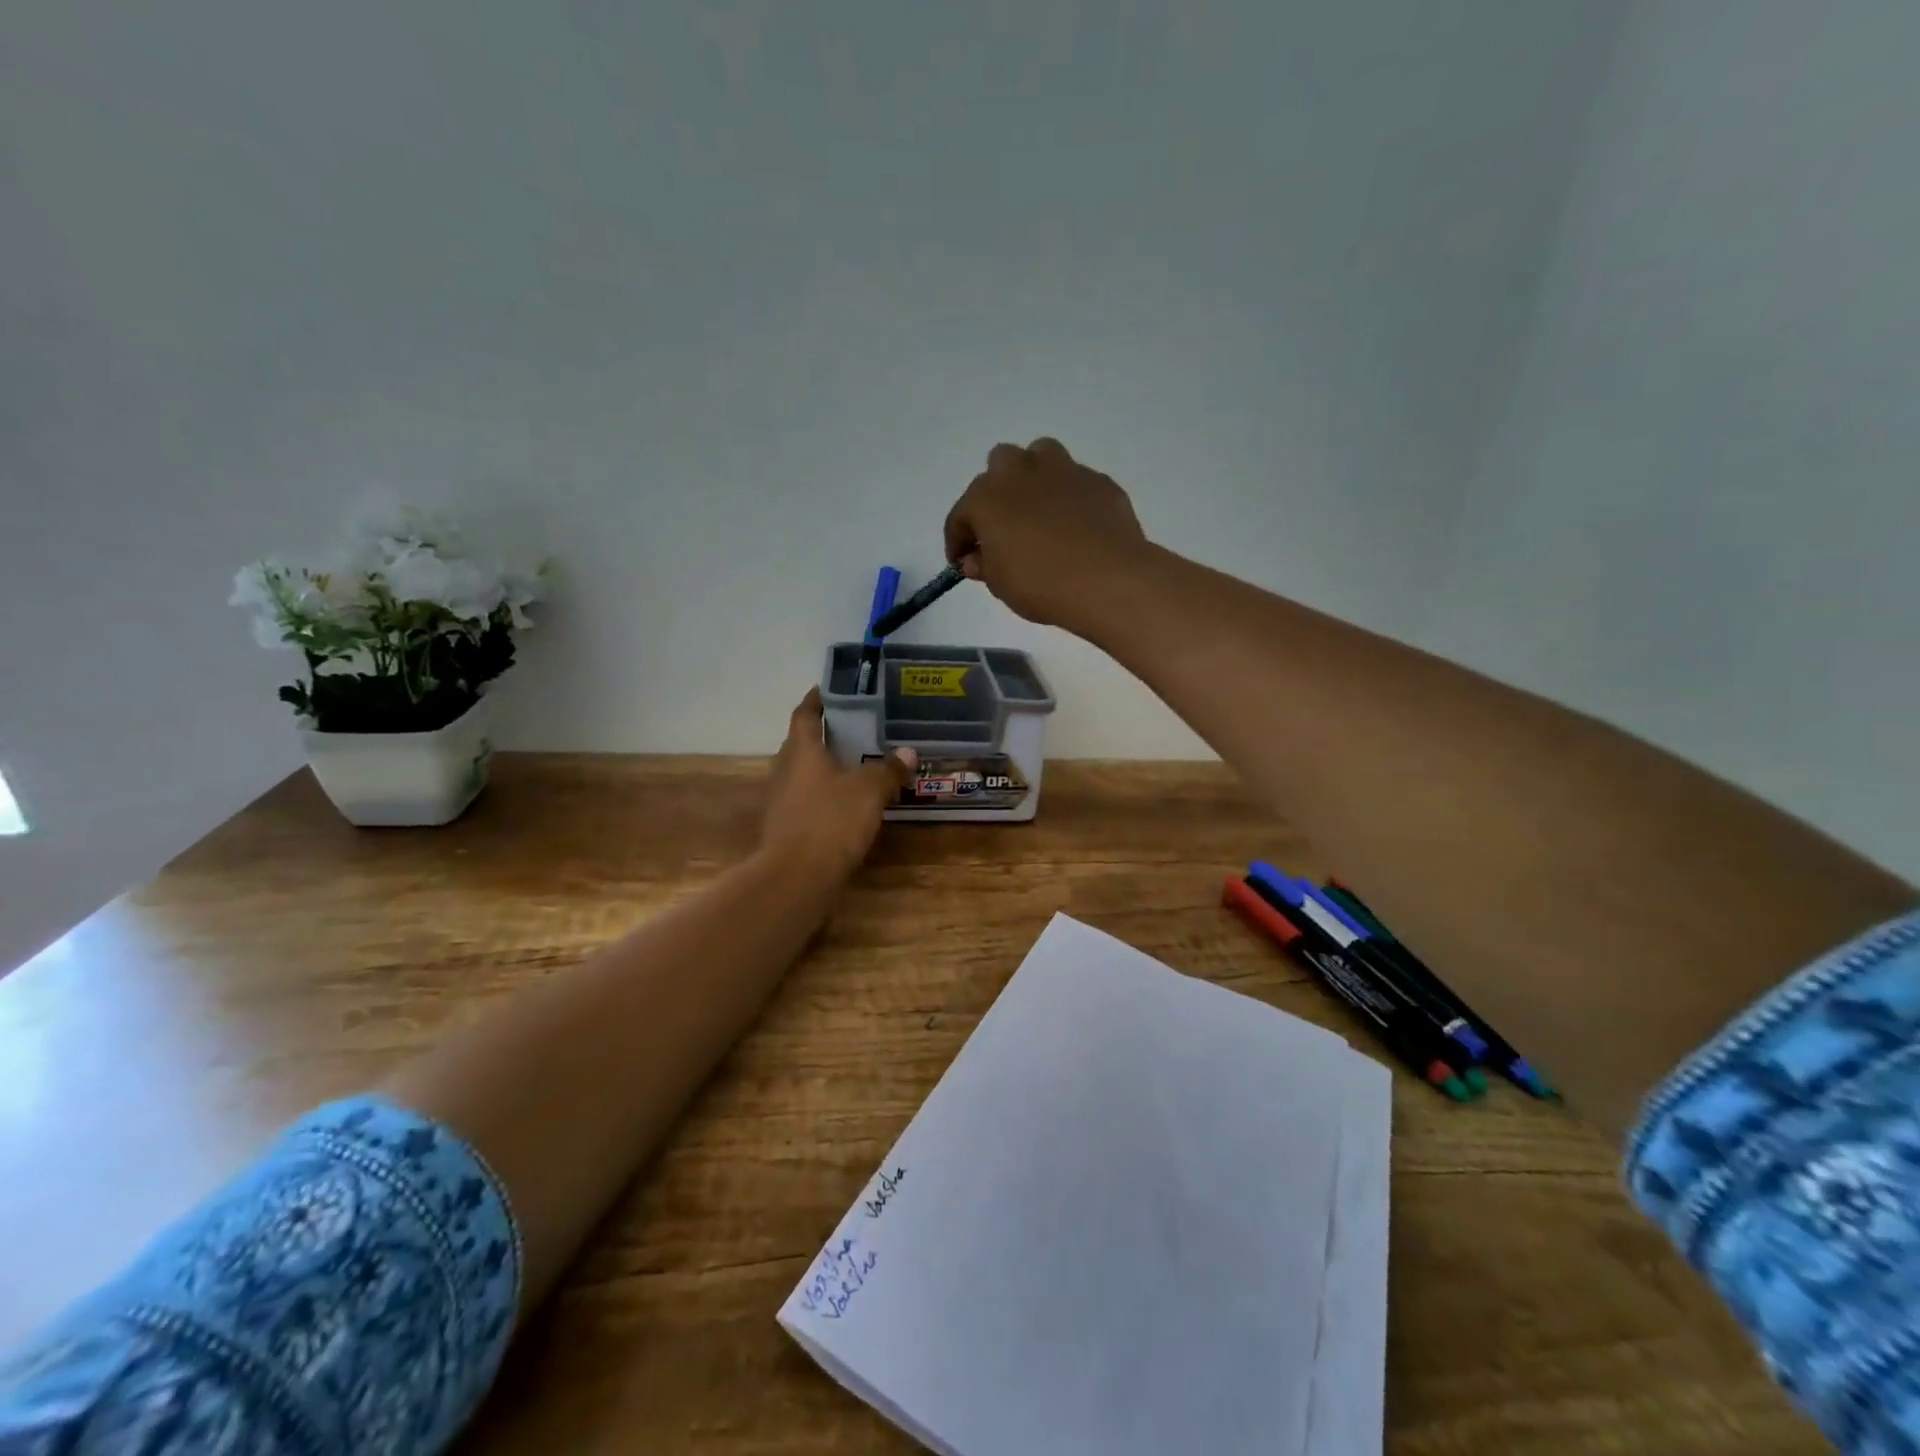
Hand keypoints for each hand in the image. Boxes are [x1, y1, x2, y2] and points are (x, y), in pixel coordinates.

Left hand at [761, 688, 917, 880]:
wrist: (796, 878)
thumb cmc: (831, 822)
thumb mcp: (869, 791)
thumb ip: (888, 770)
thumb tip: (908, 752)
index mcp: (801, 751)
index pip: (804, 714)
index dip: (816, 700)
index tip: (829, 689)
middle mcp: (785, 770)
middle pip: (801, 744)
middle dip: (824, 734)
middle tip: (854, 728)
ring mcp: (781, 801)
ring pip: (803, 774)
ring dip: (824, 767)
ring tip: (855, 765)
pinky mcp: (785, 828)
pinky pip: (806, 801)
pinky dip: (824, 796)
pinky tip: (846, 804)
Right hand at [942, 437, 1149, 628]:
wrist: (1107, 580)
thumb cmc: (1040, 584)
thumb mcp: (1000, 584)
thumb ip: (984, 565)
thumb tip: (977, 558)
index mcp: (986, 497)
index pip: (960, 516)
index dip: (958, 541)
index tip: (962, 562)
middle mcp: (1021, 472)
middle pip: (999, 466)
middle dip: (996, 493)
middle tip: (1002, 528)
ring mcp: (1064, 471)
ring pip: (1040, 456)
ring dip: (1033, 478)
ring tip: (1038, 511)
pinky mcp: (1098, 481)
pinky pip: (1076, 482)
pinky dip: (1069, 498)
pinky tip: (1075, 526)